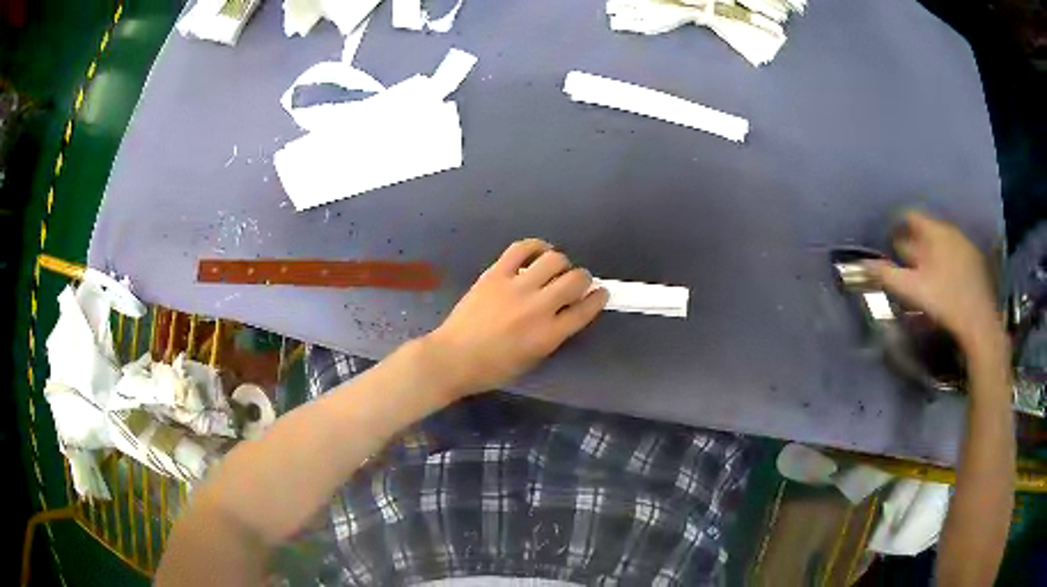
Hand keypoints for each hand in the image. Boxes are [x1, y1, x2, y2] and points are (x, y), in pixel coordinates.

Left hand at [423, 239, 608, 395]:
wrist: (453, 358)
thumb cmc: (493, 368)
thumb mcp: (532, 360)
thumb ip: (553, 335)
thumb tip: (566, 312)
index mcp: (549, 335)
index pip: (586, 309)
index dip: (598, 298)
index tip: (600, 293)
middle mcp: (539, 307)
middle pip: (576, 280)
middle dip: (583, 278)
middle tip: (576, 282)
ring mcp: (516, 287)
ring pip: (554, 260)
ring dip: (562, 263)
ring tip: (555, 268)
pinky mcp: (496, 273)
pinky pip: (522, 249)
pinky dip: (536, 246)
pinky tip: (538, 252)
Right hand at [864, 211, 1002, 353]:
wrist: (979, 322)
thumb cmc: (944, 301)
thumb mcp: (912, 290)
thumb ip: (887, 275)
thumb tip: (863, 264)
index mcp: (933, 232)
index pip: (910, 216)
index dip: (896, 225)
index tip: (889, 242)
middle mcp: (949, 231)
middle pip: (925, 229)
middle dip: (913, 241)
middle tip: (904, 261)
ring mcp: (965, 245)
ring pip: (940, 242)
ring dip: (929, 252)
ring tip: (923, 273)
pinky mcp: (975, 261)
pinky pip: (954, 253)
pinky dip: (945, 261)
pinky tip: (944, 281)